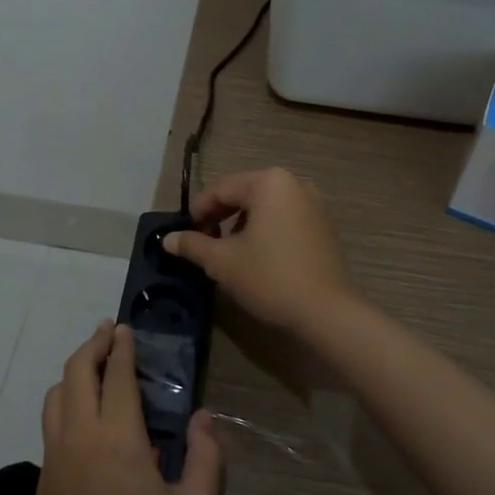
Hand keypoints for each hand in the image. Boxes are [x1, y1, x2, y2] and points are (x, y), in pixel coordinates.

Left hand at [35, 322, 222, 494]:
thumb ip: (207, 459)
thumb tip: (202, 417)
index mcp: (118, 439)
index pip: (116, 376)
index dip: (121, 348)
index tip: (126, 329)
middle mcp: (81, 435)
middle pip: (77, 371)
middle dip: (93, 344)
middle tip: (108, 332)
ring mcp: (56, 452)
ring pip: (56, 392)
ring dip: (75, 370)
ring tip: (94, 364)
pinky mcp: (44, 471)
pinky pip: (51, 418)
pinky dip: (65, 398)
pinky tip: (82, 409)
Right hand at [164, 168, 357, 337]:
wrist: (326, 312)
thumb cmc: (269, 278)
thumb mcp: (222, 261)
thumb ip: (192, 245)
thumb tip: (167, 239)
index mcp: (268, 182)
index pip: (221, 189)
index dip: (198, 210)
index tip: (185, 234)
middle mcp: (293, 183)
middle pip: (244, 193)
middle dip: (220, 216)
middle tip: (203, 242)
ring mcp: (313, 203)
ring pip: (264, 206)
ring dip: (241, 224)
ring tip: (228, 251)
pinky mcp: (323, 225)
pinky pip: (283, 217)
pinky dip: (265, 229)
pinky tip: (256, 255)